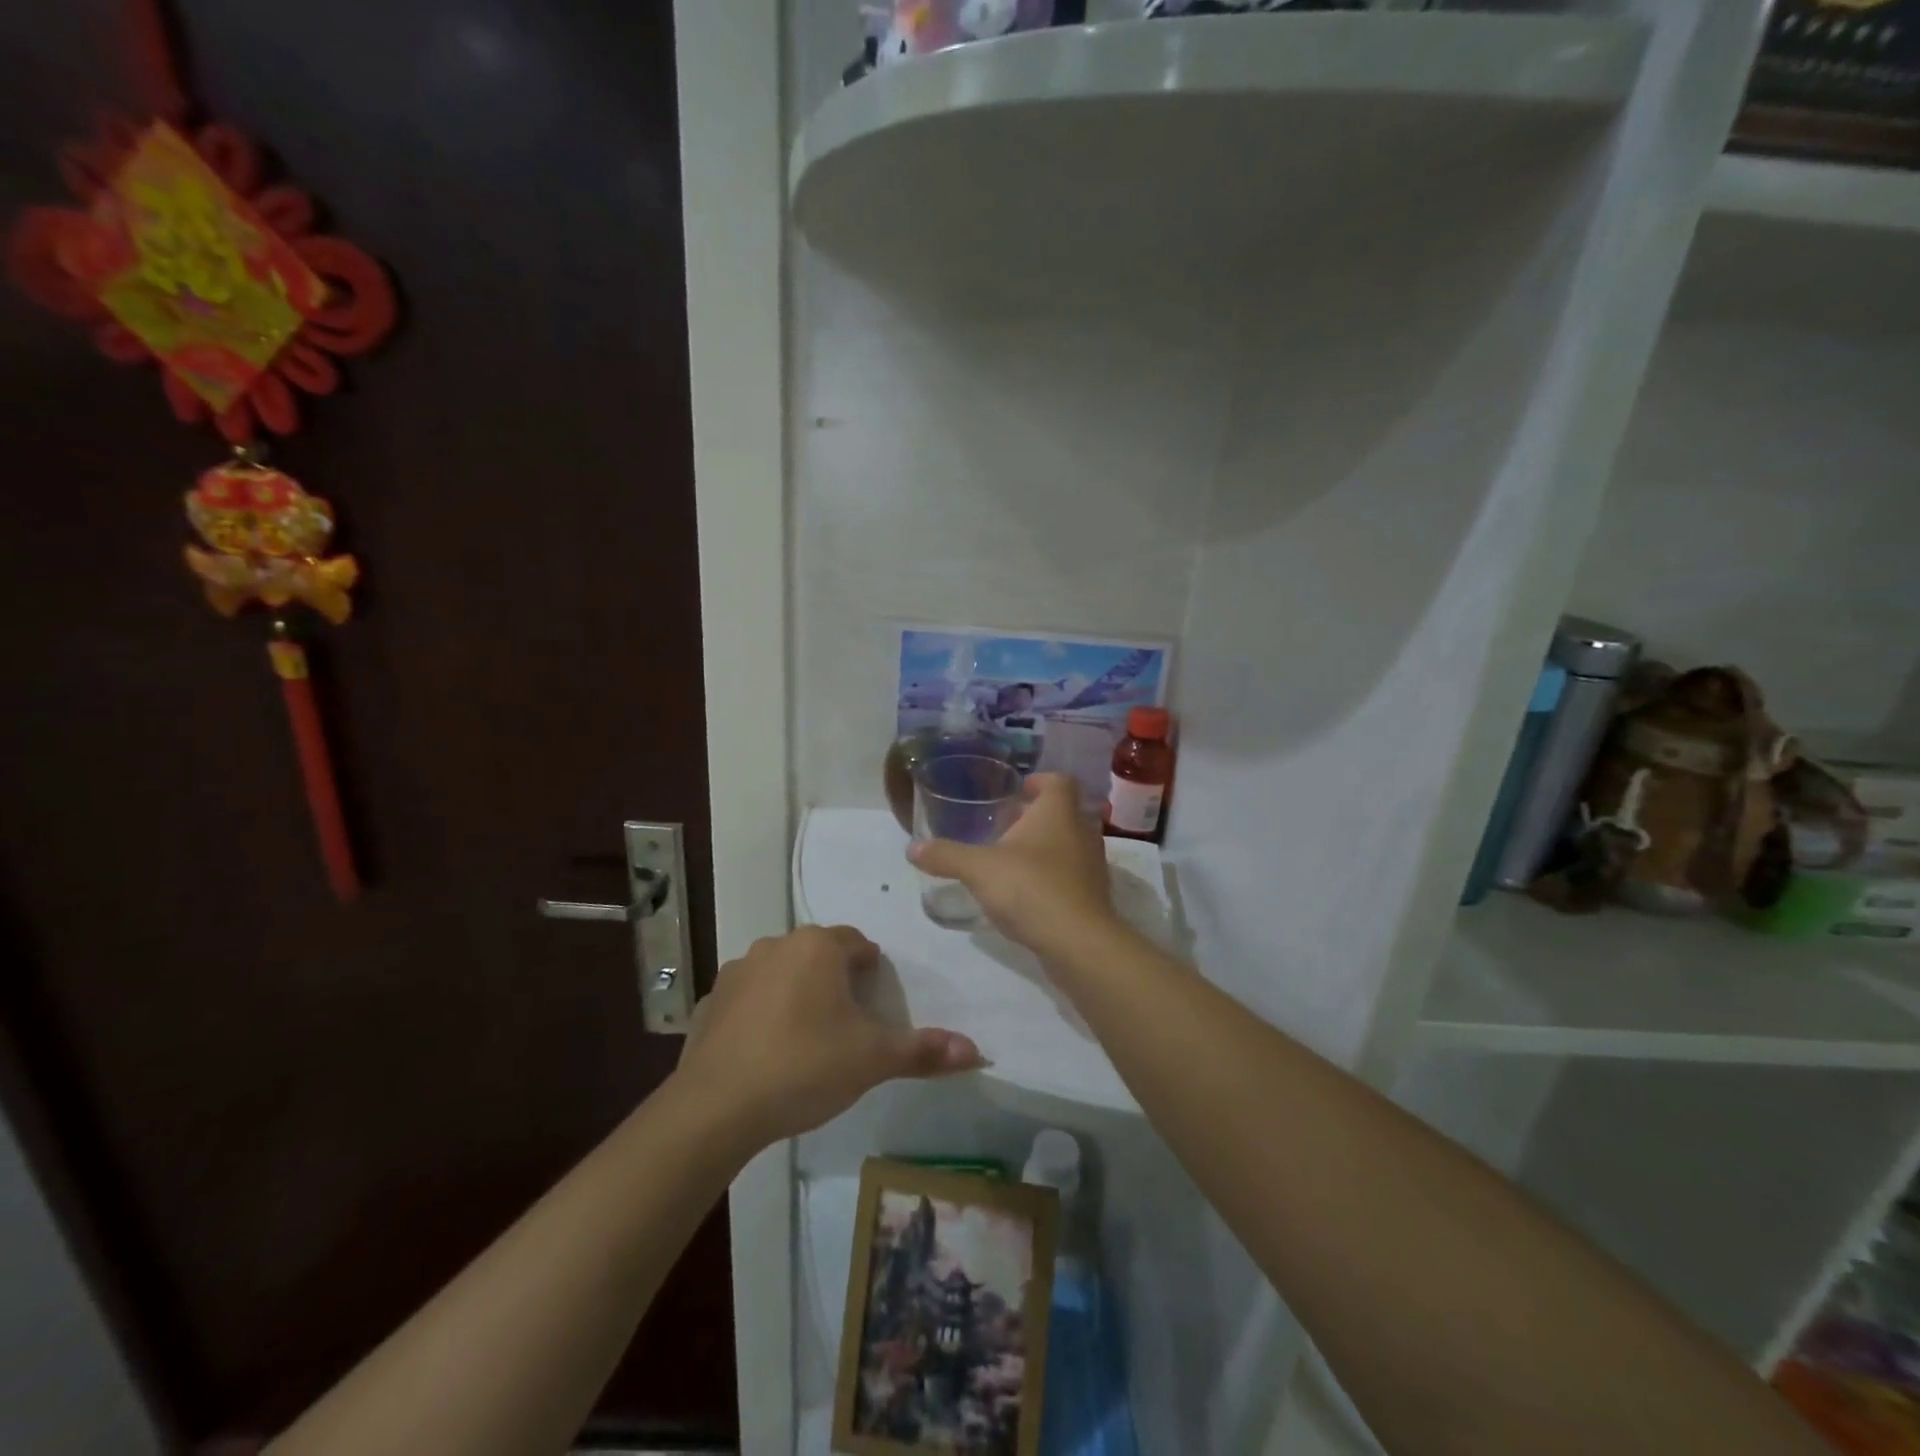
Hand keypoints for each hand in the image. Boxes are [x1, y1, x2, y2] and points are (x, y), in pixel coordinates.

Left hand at [677, 926, 981, 1147]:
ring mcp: (738, 971)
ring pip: (782, 973)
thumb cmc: (804, 1067)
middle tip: (847, 1026)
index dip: (871, 972)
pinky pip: (748, 999)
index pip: (857, 944)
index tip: (874, 1005)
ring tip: (807, 1040)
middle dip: (835, 981)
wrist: (717, 1107)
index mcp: (818, 947)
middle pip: (818, 955)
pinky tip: (765, 1053)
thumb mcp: (872, 1060)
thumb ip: (924, 1051)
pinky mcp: (710, 1001)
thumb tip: (979, 1052)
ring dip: (797, 993)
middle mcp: (776, 946)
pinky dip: (761, 1014)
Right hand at [907, 773, 1117, 957]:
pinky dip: (1053, 878)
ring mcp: (1092, 866)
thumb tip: (911, 848)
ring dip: (1046, 848)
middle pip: (1064, 813)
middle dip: (1036, 817)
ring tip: (1013, 860)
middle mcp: (1082, 832)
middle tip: (1006, 827)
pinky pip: (1072, 876)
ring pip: (1069, 845)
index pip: (1059, 781)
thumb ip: (946, 855)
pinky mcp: (1094, 896)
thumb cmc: (1030, 887)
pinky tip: (1028, 894)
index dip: (1039, 781)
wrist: (1078, 942)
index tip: (1018, 791)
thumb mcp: (978, 868)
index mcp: (1058, 813)